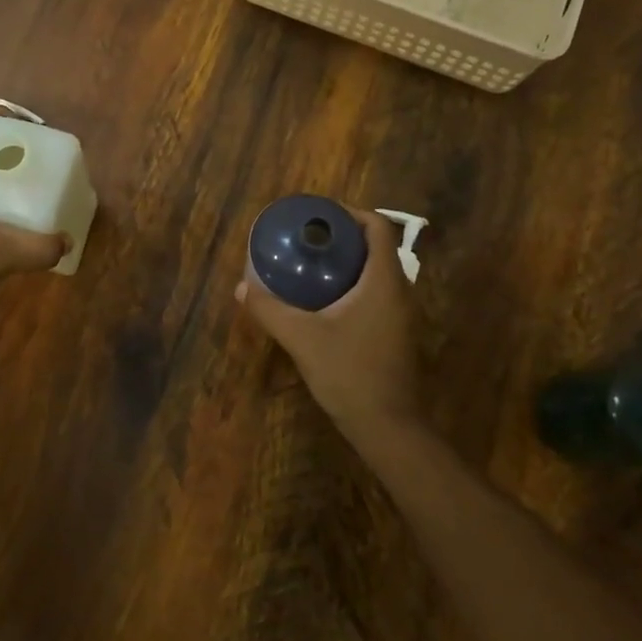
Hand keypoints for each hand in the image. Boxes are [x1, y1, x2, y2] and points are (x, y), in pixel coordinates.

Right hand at [235, 207, 421, 429]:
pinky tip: (324, 301)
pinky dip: (353, 285)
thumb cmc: (349, 374)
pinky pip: (376, 294)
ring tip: (312, 264)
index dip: (350, 214)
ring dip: (348, 263)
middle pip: (376, 247)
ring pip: (376, 272)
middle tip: (308, 239)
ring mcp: (401, 314)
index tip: (319, 216)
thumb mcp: (302, 338)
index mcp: (383, 280)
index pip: (378, 228)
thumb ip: (270, 310)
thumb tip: (241, 288)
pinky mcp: (395, 333)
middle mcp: (399, 291)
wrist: (387, 426)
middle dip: (343, 237)